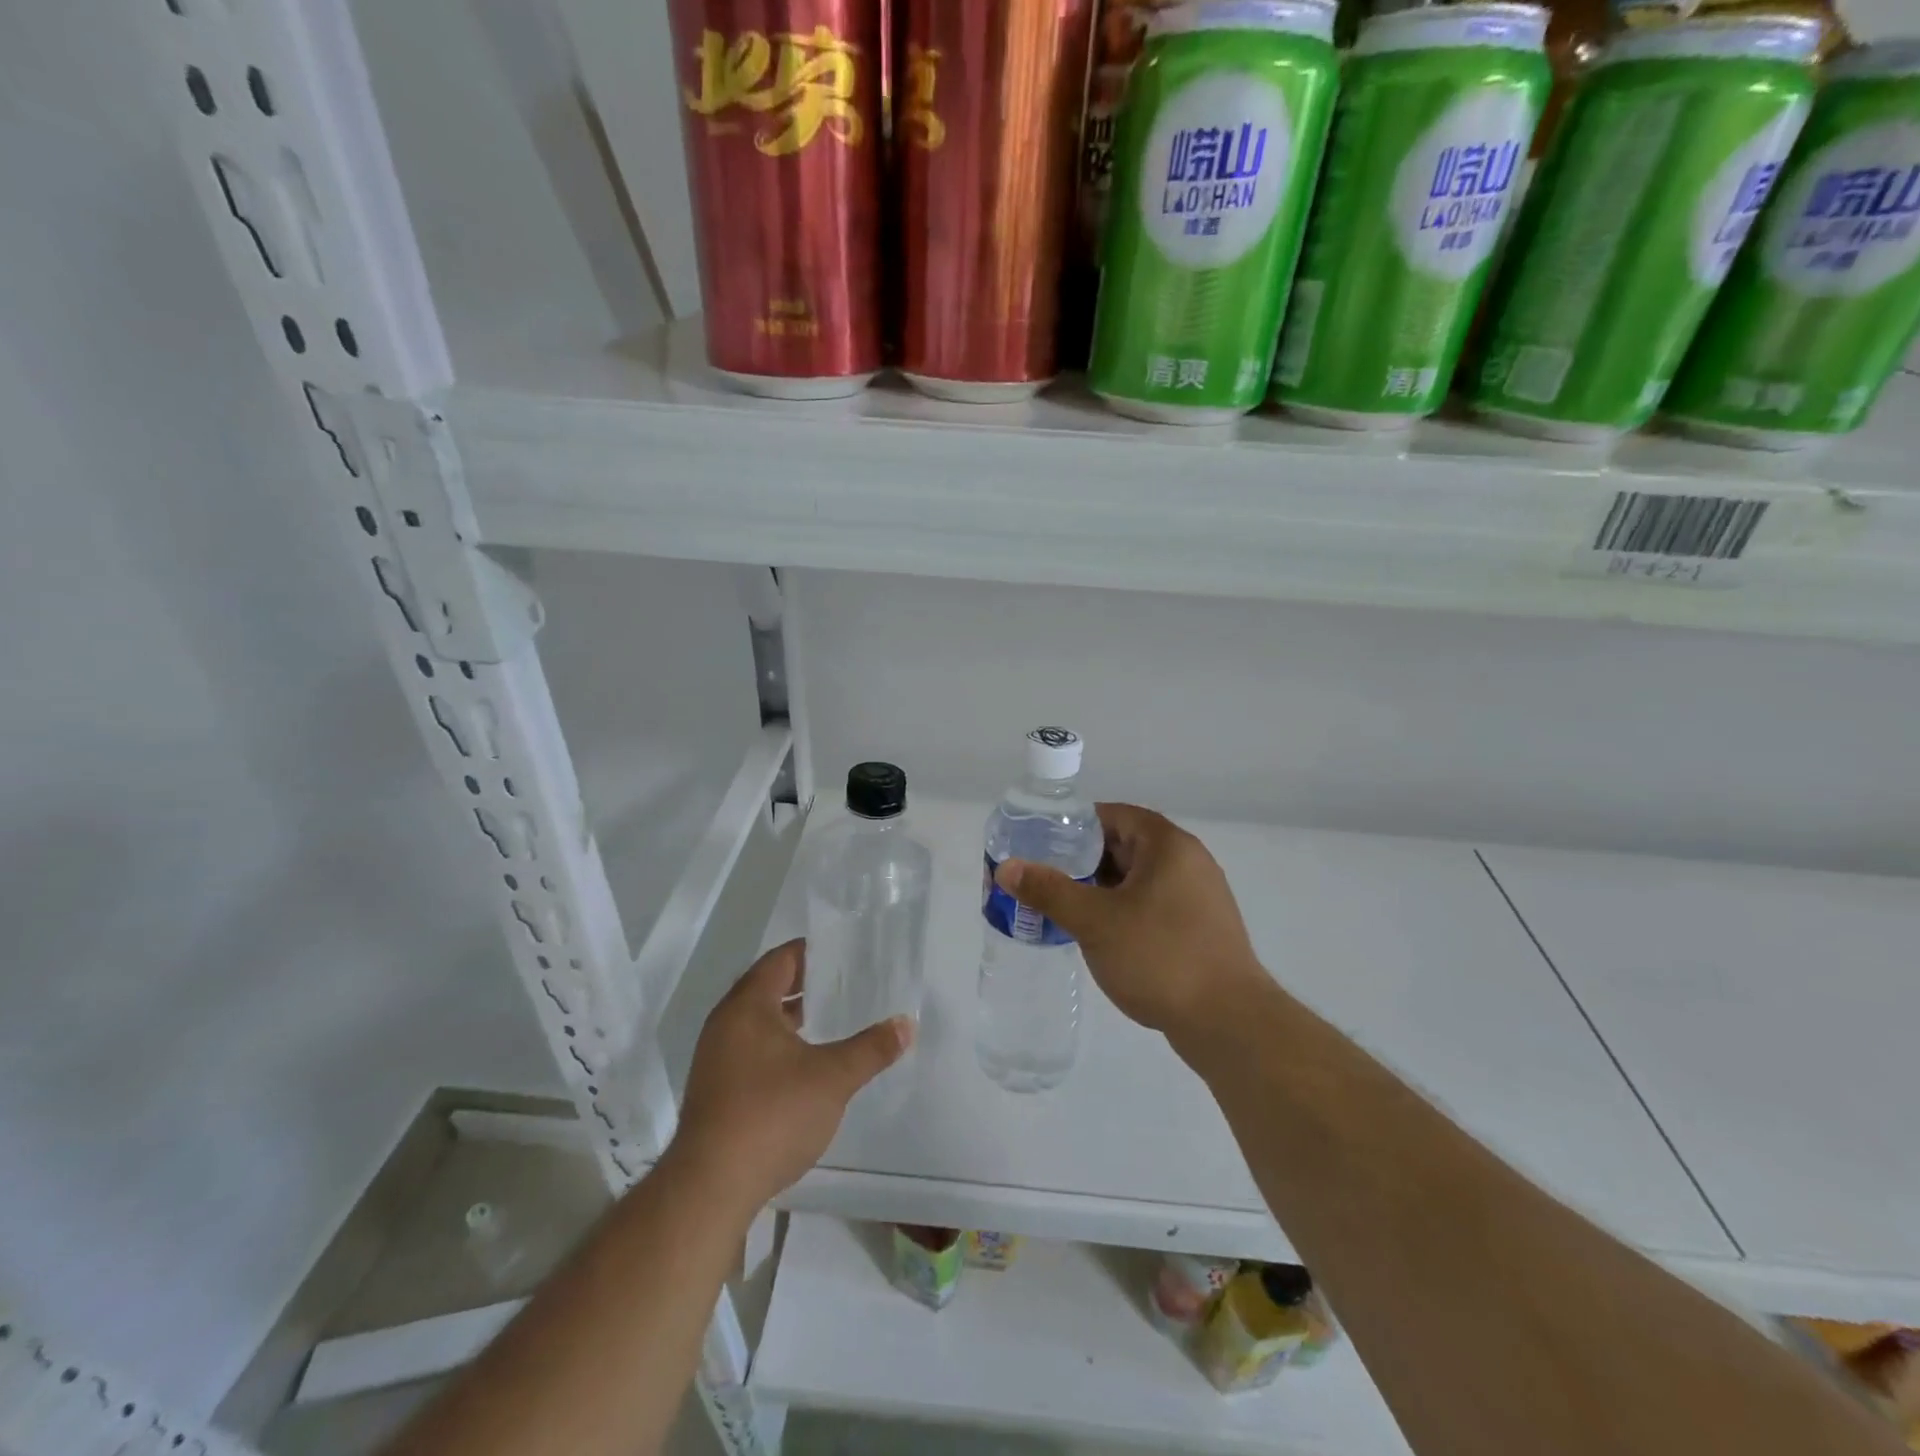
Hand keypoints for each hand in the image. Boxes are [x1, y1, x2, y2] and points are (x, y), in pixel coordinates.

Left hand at [669, 939, 912, 1213]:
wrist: (711, 1187)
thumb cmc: (772, 1114)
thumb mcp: (833, 1077)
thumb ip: (871, 1048)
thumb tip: (906, 1024)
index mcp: (747, 1006)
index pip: (780, 960)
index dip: (811, 951)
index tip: (843, 950)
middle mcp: (725, 1024)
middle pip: (766, 988)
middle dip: (803, 983)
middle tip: (844, 980)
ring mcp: (715, 1060)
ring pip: (757, 1022)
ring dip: (790, 1017)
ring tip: (829, 1018)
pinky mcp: (715, 1091)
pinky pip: (750, 1050)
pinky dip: (778, 1045)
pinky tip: (804, 1064)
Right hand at [993, 804, 1269, 1044]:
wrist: (1228, 1022)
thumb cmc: (1159, 957)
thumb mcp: (1094, 921)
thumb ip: (1049, 890)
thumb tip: (1007, 868)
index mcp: (1168, 845)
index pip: (1114, 815)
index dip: (1075, 825)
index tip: (1041, 844)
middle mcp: (1189, 861)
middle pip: (1126, 846)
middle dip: (1083, 861)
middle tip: (1045, 877)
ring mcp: (1199, 896)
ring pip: (1138, 879)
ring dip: (1102, 889)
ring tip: (1064, 906)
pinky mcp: (1201, 928)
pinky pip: (1153, 904)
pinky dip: (1124, 910)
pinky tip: (1100, 935)